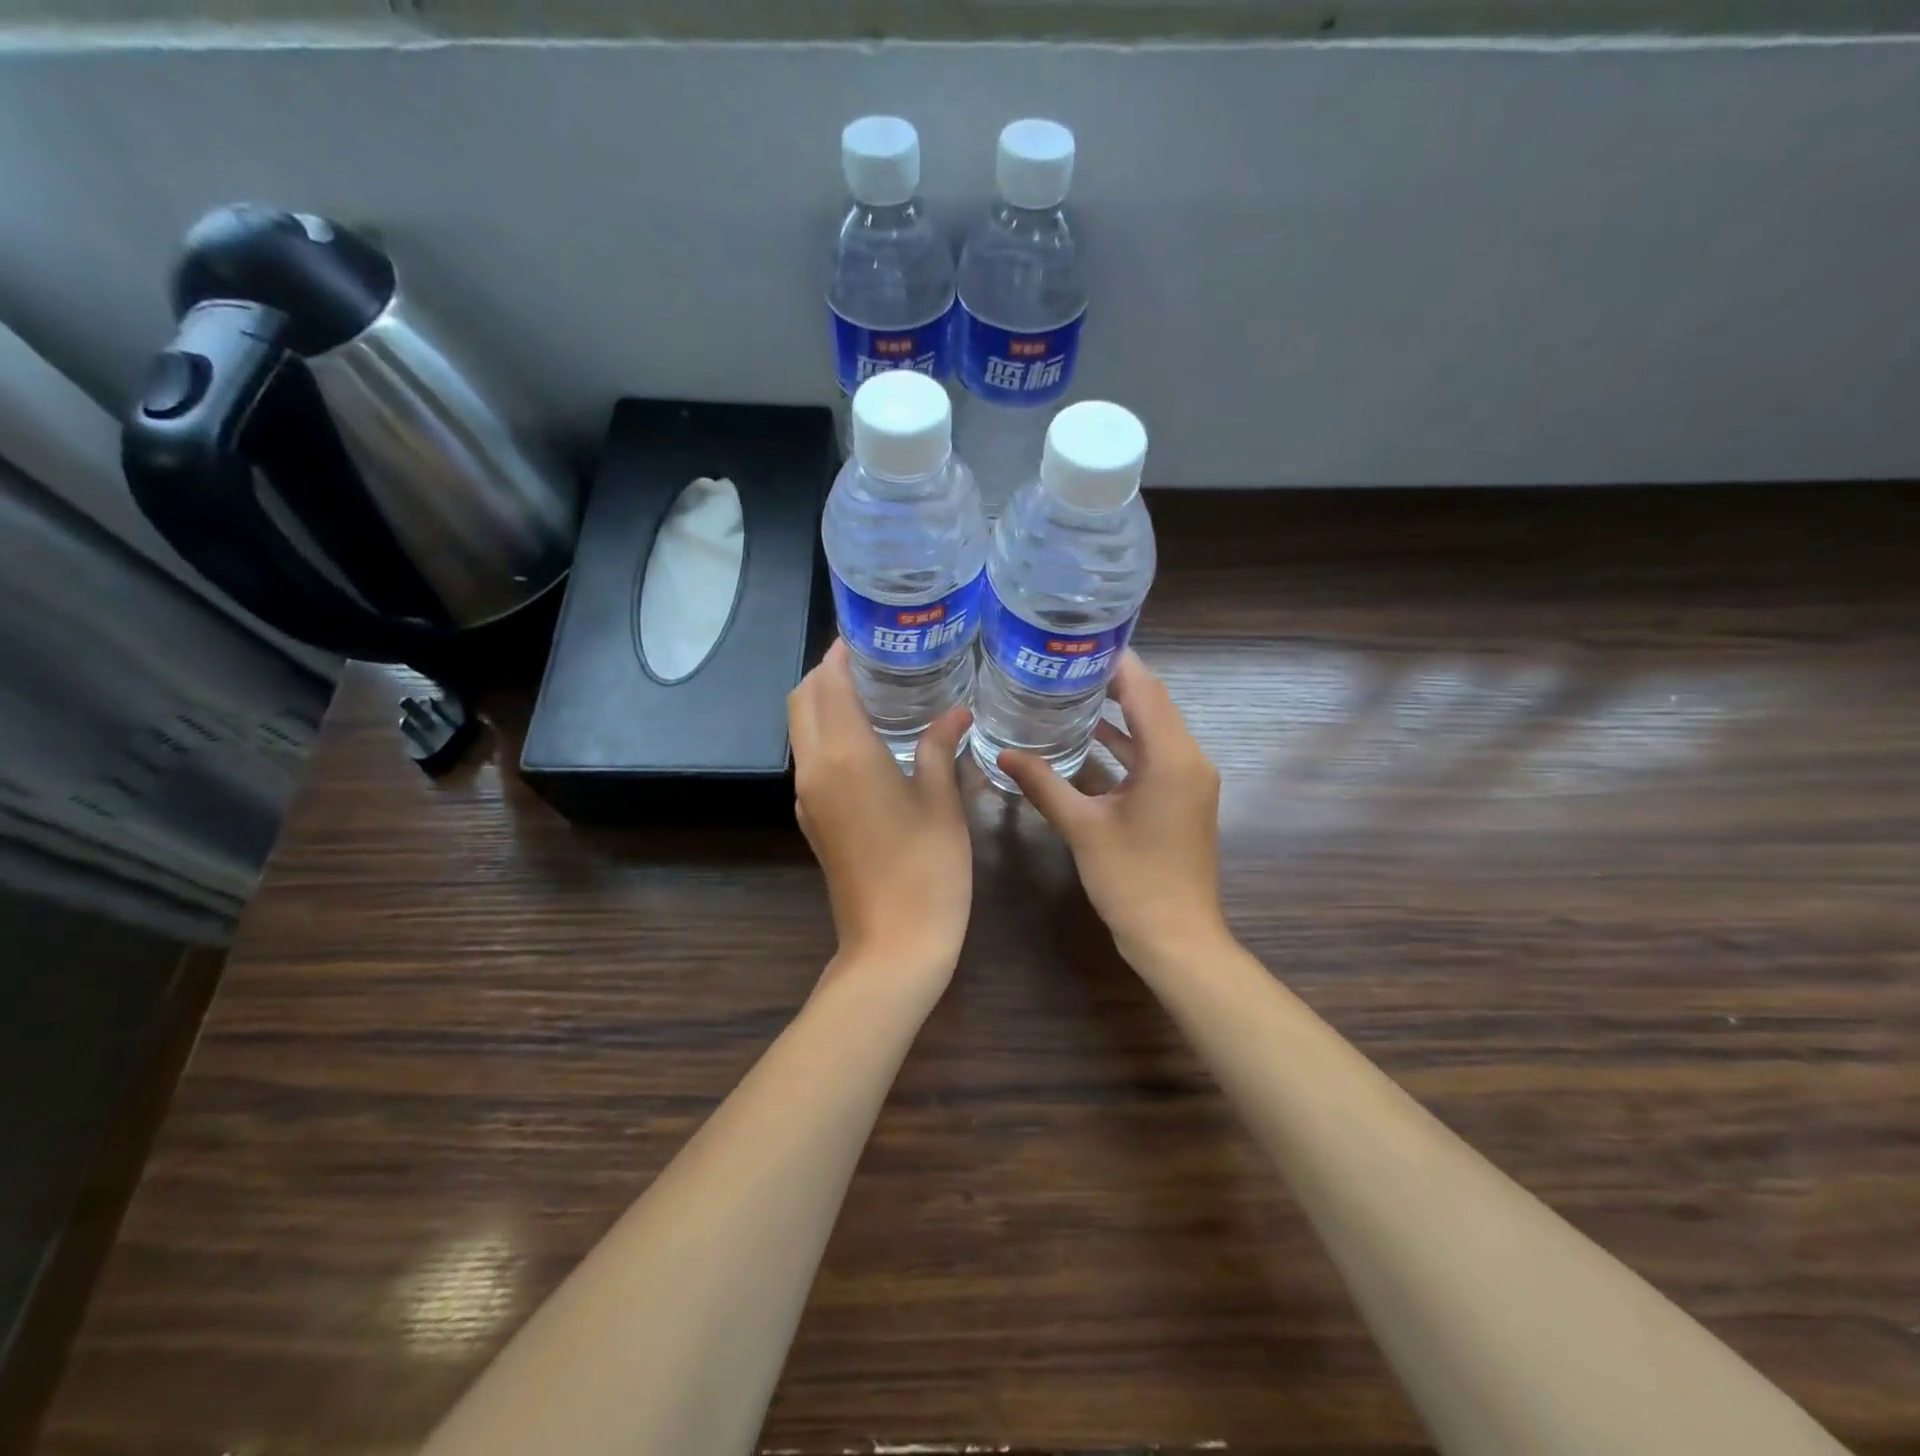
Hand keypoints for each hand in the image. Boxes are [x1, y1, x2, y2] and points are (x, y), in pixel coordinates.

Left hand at [788, 640, 973, 987]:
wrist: (893, 943)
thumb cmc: (928, 868)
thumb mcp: (942, 802)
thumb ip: (939, 747)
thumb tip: (956, 712)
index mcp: (845, 754)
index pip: (827, 683)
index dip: (840, 653)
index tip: (866, 634)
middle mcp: (815, 768)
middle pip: (801, 701)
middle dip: (826, 673)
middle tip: (872, 661)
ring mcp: (808, 797)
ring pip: (801, 730)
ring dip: (823, 703)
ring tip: (871, 693)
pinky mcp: (812, 820)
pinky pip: (810, 759)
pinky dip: (826, 735)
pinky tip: (867, 741)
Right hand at [998, 652, 1226, 963]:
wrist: (1176, 937)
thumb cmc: (1132, 880)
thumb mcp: (1083, 828)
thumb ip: (1044, 784)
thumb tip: (1003, 754)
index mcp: (1171, 757)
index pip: (1145, 689)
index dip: (1114, 661)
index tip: (1076, 642)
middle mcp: (1189, 759)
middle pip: (1153, 703)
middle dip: (1113, 682)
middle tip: (1065, 664)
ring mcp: (1190, 780)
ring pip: (1154, 730)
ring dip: (1119, 713)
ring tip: (1071, 692)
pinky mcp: (1184, 798)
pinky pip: (1155, 756)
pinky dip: (1126, 745)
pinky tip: (1089, 741)